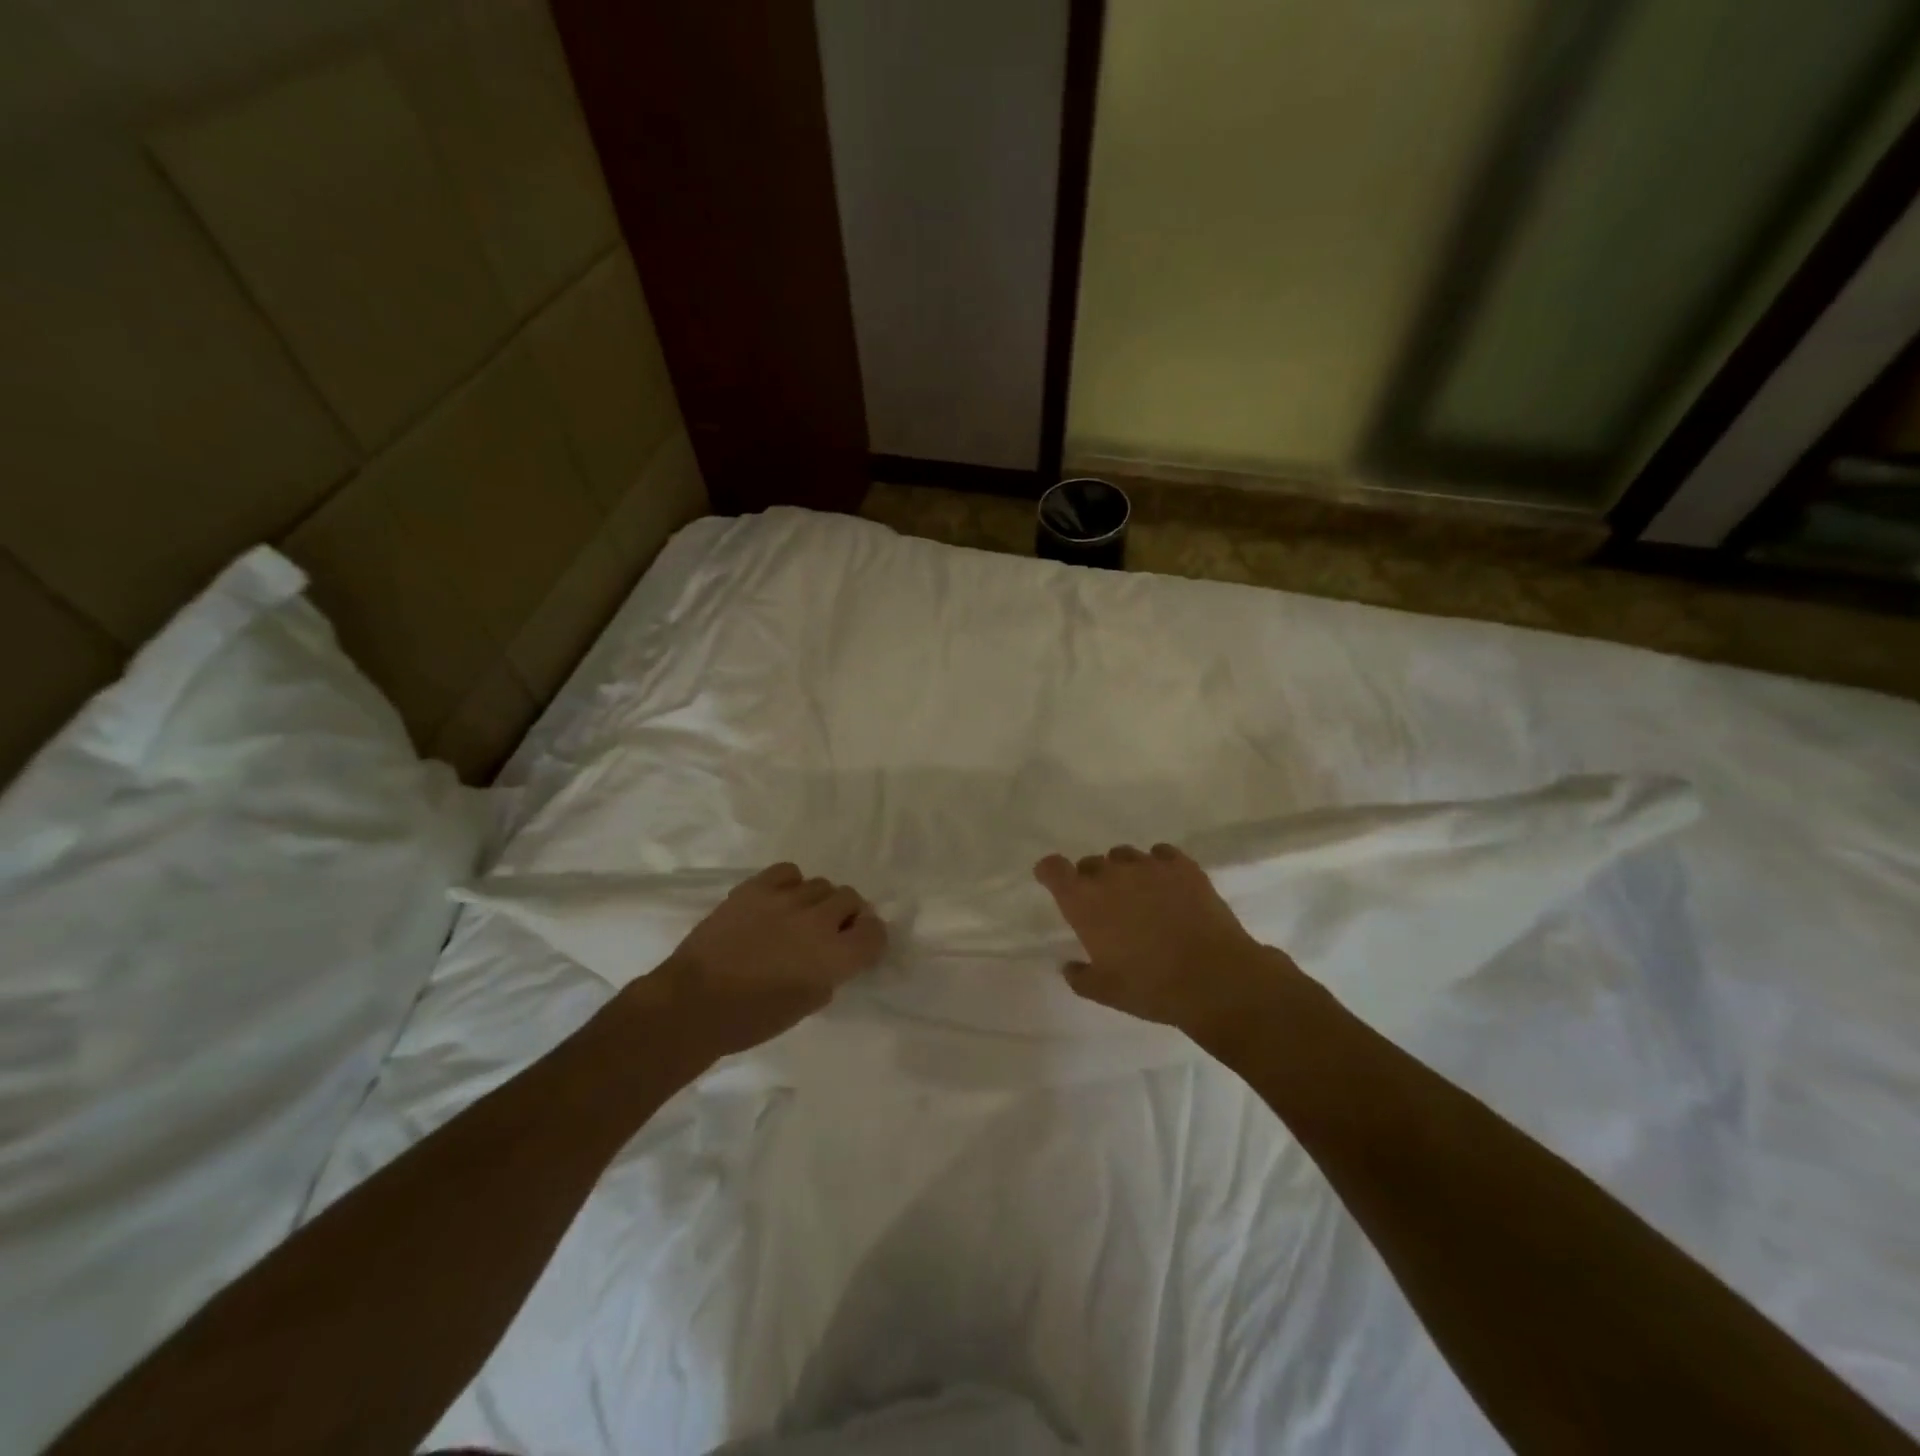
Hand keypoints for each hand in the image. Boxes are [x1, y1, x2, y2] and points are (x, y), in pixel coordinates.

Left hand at [638, 862, 888, 1056]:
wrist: (693, 1003)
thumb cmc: (752, 1019)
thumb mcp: (807, 1005)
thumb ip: (830, 974)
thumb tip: (834, 955)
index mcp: (835, 956)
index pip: (875, 931)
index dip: (870, 938)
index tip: (858, 946)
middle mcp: (818, 920)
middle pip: (851, 899)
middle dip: (846, 915)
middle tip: (829, 933)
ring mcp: (787, 899)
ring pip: (821, 885)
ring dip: (818, 902)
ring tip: (799, 918)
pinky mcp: (757, 887)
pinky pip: (789, 872)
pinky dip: (791, 884)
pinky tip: (779, 902)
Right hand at [1034, 842, 1303, 1039]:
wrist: (1215, 978)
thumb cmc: (1151, 987)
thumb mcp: (1106, 992)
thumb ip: (1081, 977)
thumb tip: (1069, 966)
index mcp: (1084, 902)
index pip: (1053, 869)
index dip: (1049, 871)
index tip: (1051, 880)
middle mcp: (1111, 875)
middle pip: (1090, 864)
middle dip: (1091, 880)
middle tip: (1105, 906)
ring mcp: (1148, 865)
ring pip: (1124, 855)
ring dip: (1123, 871)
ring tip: (1138, 894)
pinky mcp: (1183, 866)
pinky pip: (1161, 854)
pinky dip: (1158, 865)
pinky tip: (1167, 885)